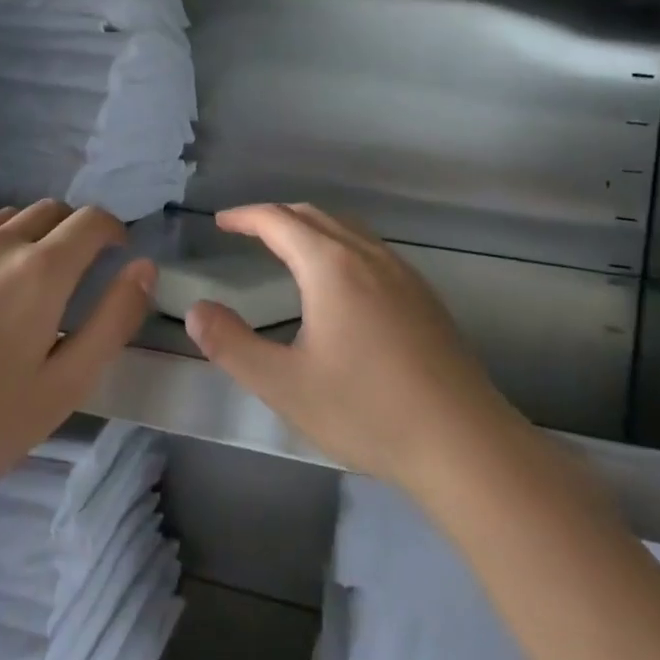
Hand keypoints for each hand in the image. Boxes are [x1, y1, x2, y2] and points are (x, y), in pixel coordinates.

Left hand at [0, 201, 153, 514]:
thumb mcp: (66, 385)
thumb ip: (112, 320)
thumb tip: (143, 267)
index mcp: (41, 272)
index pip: (91, 221)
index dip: (113, 230)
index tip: (116, 252)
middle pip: (51, 211)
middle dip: (74, 232)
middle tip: (74, 274)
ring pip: (7, 217)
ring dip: (29, 235)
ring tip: (22, 279)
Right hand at [184, 203, 514, 495]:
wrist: (463, 443)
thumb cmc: (367, 411)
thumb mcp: (284, 385)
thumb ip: (232, 345)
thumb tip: (197, 311)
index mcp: (332, 267)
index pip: (279, 221)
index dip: (246, 216)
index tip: (221, 222)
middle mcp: (369, 257)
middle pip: (315, 216)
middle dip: (276, 216)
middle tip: (247, 231)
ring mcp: (403, 274)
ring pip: (348, 229)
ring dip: (311, 228)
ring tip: (288, 249)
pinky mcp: (424, 297)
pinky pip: (372, 250)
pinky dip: (340, 245)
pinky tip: (341, 283)